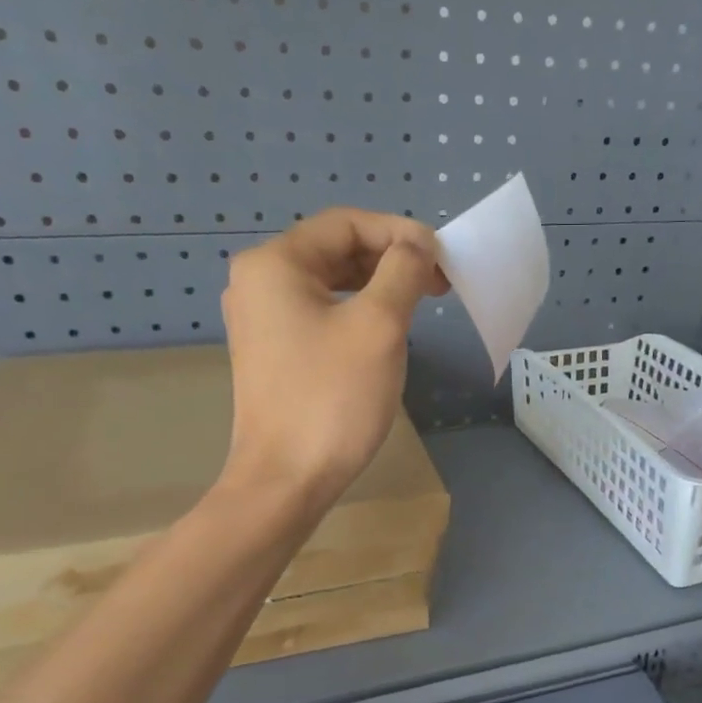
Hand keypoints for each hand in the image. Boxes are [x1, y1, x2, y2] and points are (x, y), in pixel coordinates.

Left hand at [220, 208, 448, 507]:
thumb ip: (402, 271)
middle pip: (335, 249)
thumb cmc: (333, 398)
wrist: (286, 479)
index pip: (346, 223)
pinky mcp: (272, 351)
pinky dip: (357, 311)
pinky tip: (386, 328)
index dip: (400, 232)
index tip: (443, 259)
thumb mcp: (379, 326)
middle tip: (439, 282)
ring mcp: (261, 319)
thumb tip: (417, 246)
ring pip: (330, 283)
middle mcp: (258, 282)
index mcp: (275, 264)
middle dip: (391, 259)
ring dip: (378, 285)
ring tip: (420, 302)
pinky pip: (320, 313)